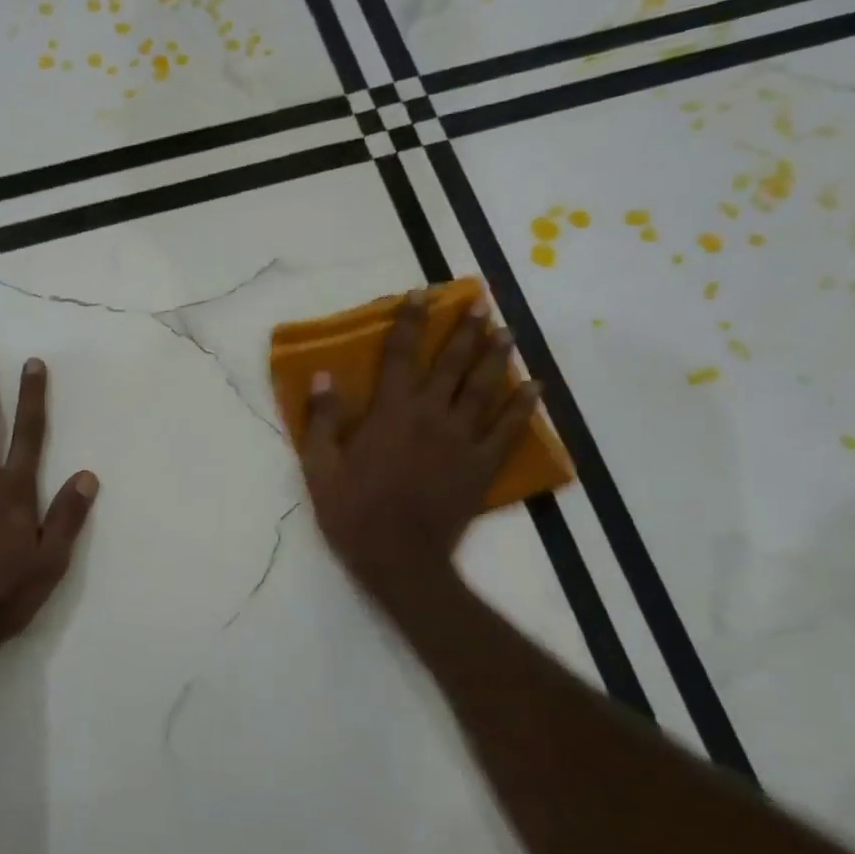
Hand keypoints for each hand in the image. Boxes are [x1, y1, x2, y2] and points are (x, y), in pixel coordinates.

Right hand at [302, 291, 538, 604]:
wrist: (400, 559)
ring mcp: (462, 439)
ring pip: (484, 387)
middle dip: (465, 330)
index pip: (401, 355)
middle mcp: (431, 415)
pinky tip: (534, 386)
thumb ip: (323, 419)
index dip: (411, 321)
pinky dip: (524, 405)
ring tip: (505, 331)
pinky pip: (509, 429)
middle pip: (452, 363)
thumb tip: (323, 376)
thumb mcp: (320, 467)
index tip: (421, 294)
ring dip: (495, 356)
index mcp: (391, 412)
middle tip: (480, 303)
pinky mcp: (482, 465)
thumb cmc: (353, 513)